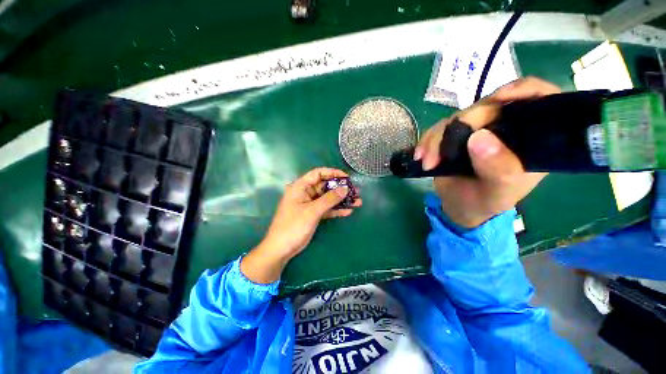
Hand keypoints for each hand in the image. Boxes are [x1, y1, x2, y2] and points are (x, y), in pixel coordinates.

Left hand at [241, 168, 361, 282]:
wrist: (282, 248)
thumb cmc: (294, 226)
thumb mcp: (313, 211)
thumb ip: (330, 199)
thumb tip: (345, 189)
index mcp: (300, 186)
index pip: (318, 174)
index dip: (333, 173)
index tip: (346, 177)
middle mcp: (305, 192)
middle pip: (325, 186)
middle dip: (340, 188)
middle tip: (356, 191)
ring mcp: (310, 204)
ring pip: (328, 198)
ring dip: (341, 200)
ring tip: (357, 201)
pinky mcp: (313, 213)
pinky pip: (327, 208)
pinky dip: (336, 209)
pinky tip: (348, 211)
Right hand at [414, 77, 560, 227]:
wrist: (459, 206)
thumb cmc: (486, 202)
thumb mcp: (499, 192)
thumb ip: (498, 168)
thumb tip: (479, 137)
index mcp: (529, 138)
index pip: (540, 99)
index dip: (523, 91)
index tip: (499, 98)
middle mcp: (505, 127)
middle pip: (488, 106)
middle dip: (462, 125)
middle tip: (443, 151)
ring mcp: (477, 129)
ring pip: (457, 117)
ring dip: (437, 139)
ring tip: (428, 162)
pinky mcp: (454, 135)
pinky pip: (438, 128)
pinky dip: (427, 141)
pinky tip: (420, 156)